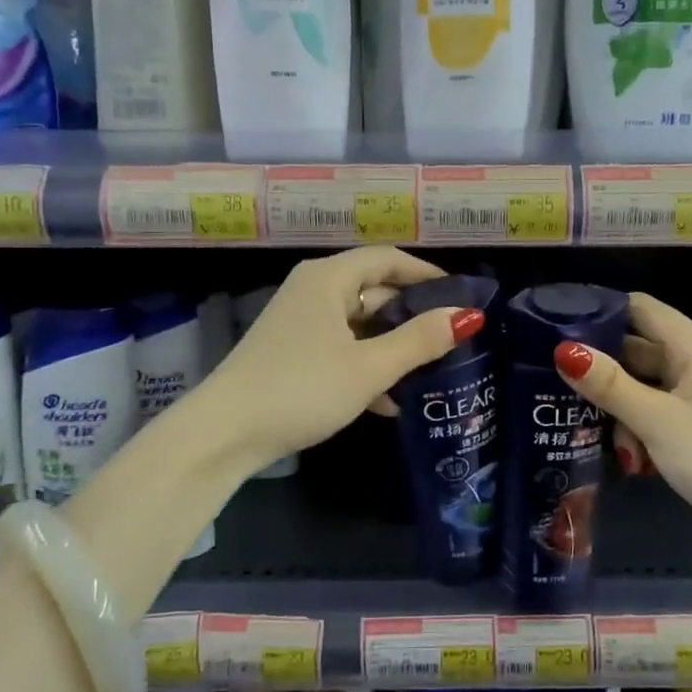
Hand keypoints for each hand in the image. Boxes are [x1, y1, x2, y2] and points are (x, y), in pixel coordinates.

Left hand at [200, 248, 485, 471]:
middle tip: (450, 338)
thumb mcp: (369, 367)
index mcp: (329, 279)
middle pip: (373, 290)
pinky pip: (339, 347)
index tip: (460, 294)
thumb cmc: (302, 388)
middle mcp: (312, 290)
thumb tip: (468, 316)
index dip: (426, 273)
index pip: (387, 259)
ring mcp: (298, 322)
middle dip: (411, 315)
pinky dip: (364, 365)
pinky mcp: (290, 352)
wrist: (224, 433)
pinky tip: (387, 402)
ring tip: (427, 373)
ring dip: (390, 346)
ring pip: (358, 324)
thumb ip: (420, 340)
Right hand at [554, 292, 691, 538]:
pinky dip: (640, 425)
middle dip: (601, 367)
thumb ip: (609, 385)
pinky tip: (628, 455)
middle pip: (638, 347)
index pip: (639, 308)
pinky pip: (660, 410)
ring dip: (620, 405)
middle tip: (555, 383)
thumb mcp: (656, 421)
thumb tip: (564, 349)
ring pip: (646, 384)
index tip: (555, 327)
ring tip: (593, 432)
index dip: (599, 311)